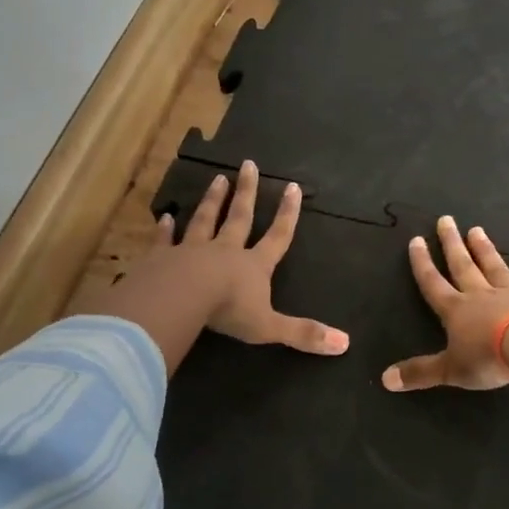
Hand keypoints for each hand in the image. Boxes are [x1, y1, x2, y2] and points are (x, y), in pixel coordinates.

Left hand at [161, 162, 347, 352]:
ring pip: (205, 220)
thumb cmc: (229, 311)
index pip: (277, 236)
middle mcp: (226, 251)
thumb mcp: (270, 326)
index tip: (292, 187)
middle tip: (248, 164)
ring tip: (218, 179)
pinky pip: (165, 240)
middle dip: (246, 192)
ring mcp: (192, 251)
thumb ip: (304, 333)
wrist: (181, 299)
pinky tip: (165, 216)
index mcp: (254, 266)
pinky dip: (165, 229)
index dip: (287, 214)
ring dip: (212, 200)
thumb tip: (345, 344)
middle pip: (239, 217)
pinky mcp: (162, 258)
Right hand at [383, 215, 508, 391]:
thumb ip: (420, 373)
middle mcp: (480, 295)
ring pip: (494, 267)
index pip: (433, 283)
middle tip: (447, 220)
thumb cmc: (488, 357)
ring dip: (484, 250)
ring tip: (477, 230)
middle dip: (452, 243)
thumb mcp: (450, 370)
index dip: (422, 263)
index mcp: (455, 310)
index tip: (417, 240)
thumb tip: (385, 379)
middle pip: (462, 265)